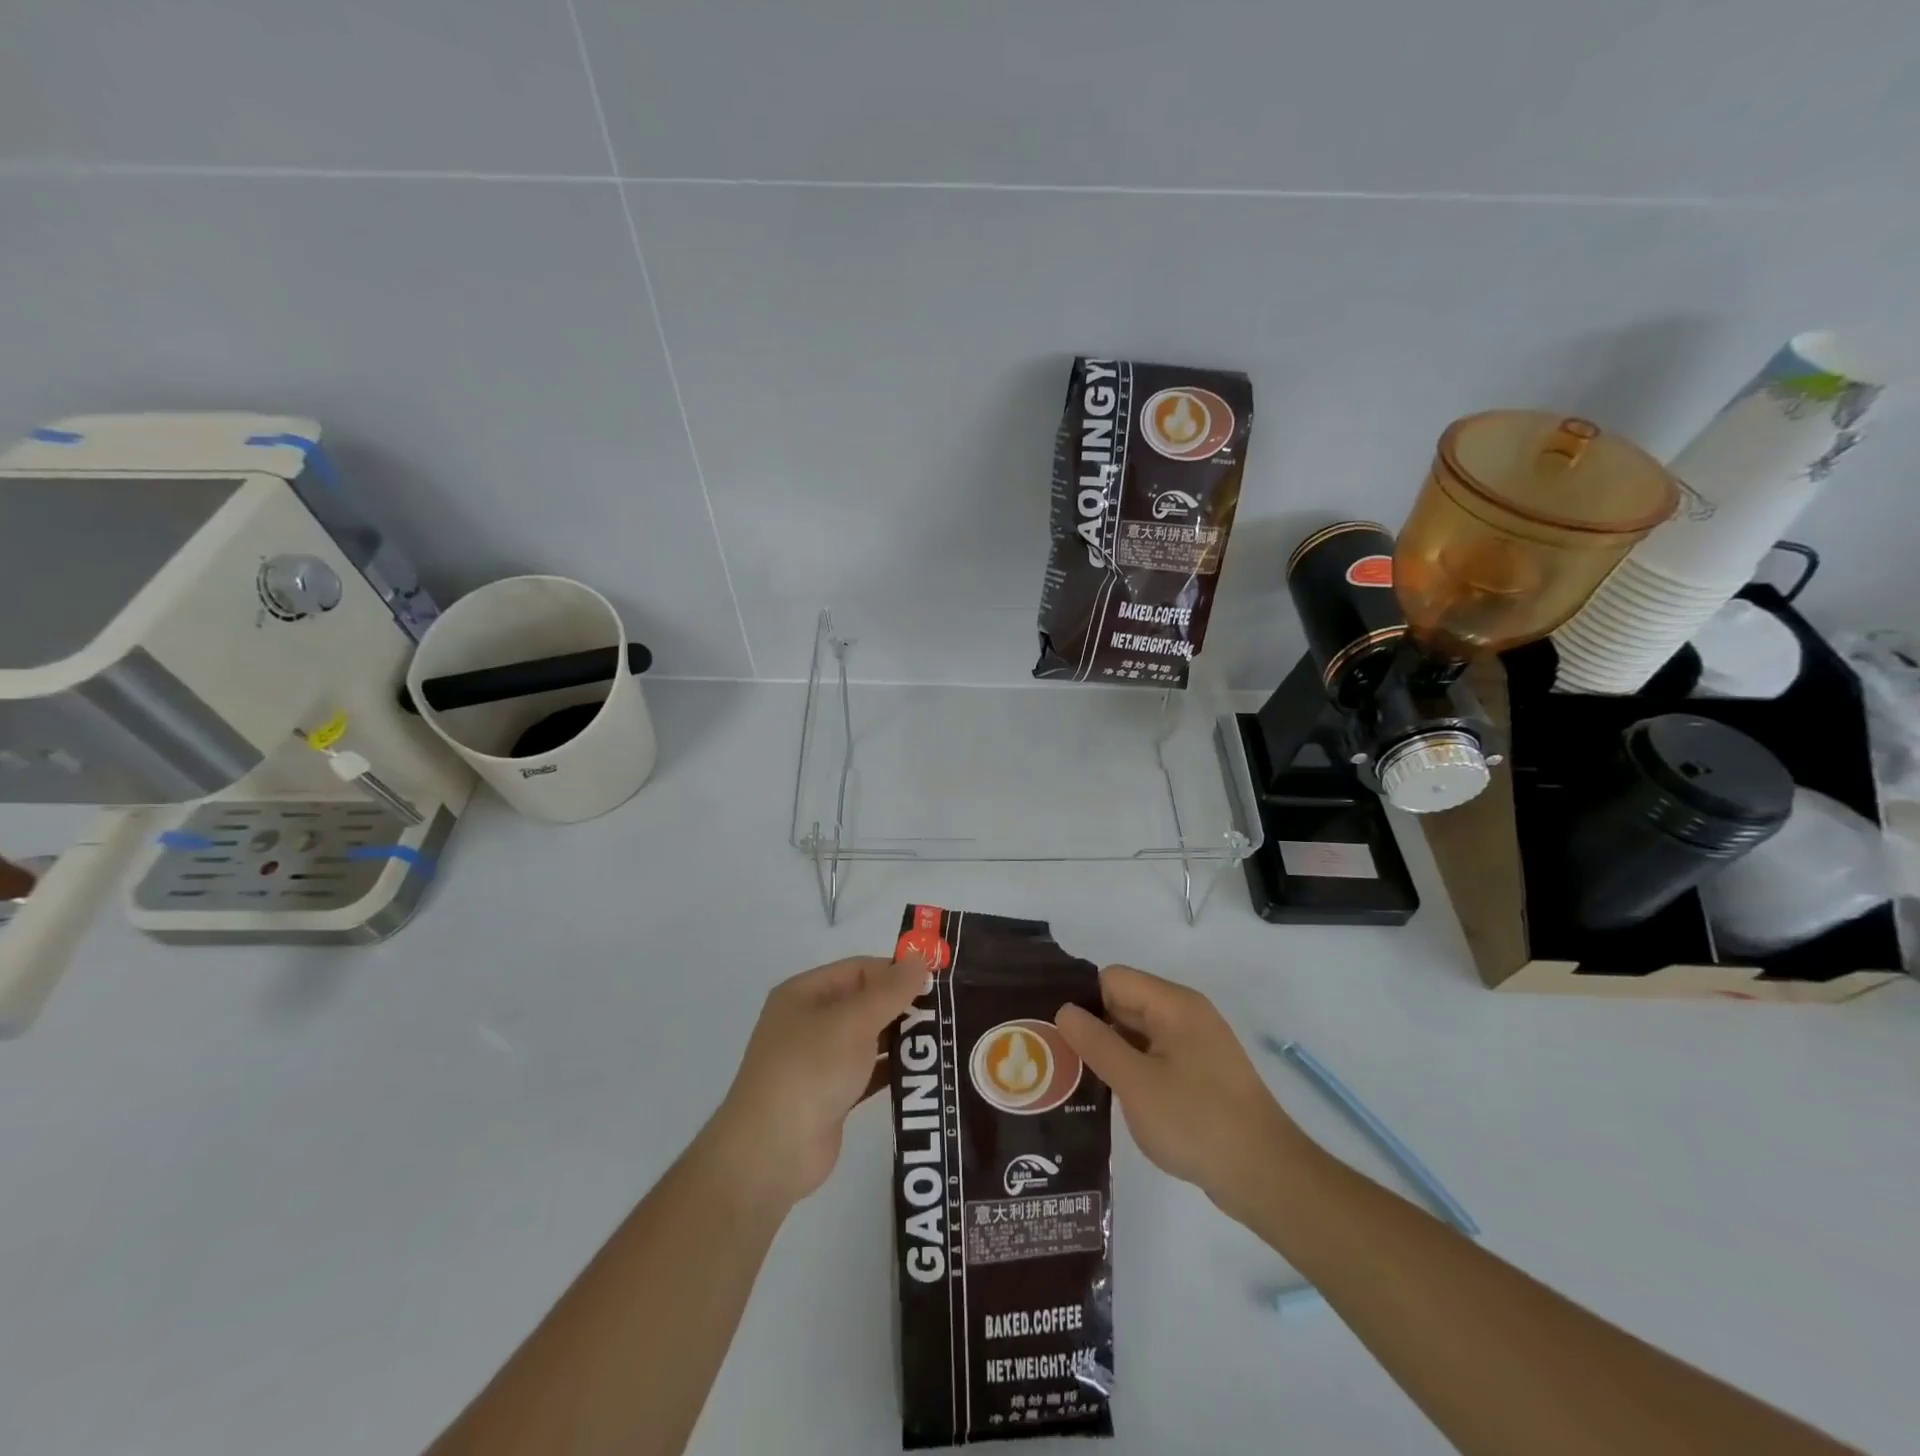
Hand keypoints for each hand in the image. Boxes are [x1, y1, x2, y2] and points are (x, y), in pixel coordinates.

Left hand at [701, 955, 924, 1212]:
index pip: (859, 969)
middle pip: (866, 1002)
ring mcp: (820, 1061)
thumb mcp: (852, 1022)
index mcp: (805, 994)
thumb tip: (920, 959)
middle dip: (904, 1005)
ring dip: (903, 1038)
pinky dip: (893, 1069)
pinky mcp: (832, 1095)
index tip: (937, 982)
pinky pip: (869, 1072)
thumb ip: (890, 991)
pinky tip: (927, 1071)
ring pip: (869, 1038)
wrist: (771, 1154)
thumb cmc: (809, 1070)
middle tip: (950, 1010)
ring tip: (947, 1039)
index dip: (896, 972)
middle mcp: (810, 1021)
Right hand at [1056, 965, 1307, 1219]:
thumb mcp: (1135, 1083)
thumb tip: (1064, 1010)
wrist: (1265, 1177)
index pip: (1113, 979)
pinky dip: (1132, 1069)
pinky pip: (1155, 1056)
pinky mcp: (1201, 1074)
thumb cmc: (1196, 1121)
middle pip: (1125, 1002)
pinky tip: (1109, 1094)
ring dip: (1110, 1050)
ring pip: (1138, 1032)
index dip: (1082, 1000)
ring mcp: (1196, 1045)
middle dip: (1092, 1026)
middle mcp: (1186, 1014)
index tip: (1053, 1030)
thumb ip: (1096, 1042)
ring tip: (1072, 1076)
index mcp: (1173, 1004)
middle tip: (1053, 1056)